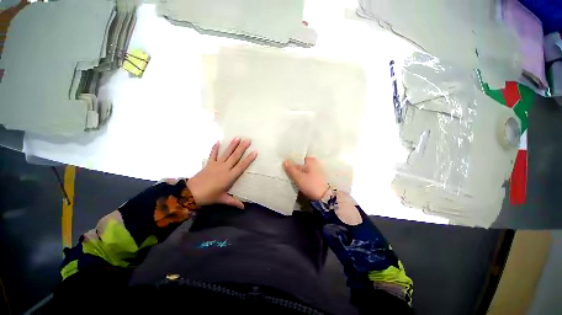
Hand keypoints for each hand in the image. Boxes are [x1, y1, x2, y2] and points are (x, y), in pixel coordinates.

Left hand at [187, 138, 256, 208]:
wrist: (191, 193)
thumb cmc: (209, 196)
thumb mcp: (222, 199)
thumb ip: (234, 202)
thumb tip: (243, 207)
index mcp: (230, 176)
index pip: (242, 166)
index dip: (249, 159)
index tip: (255, 152)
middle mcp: (225, 168)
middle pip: (235, 157)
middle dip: (242, 148)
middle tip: (248, 140)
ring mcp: (216, 165)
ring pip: (226, 153)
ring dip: (232, 145)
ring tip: (237, 137)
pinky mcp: (209, 164)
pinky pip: (212, 154)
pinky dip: (215, 148)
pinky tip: (218, 141)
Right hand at [283, 157, 328, 199]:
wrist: (323, 197)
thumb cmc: (310, 184)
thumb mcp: (298, 177)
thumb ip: (291, 169)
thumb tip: (284, 161)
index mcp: (311, 160)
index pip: (299, 158)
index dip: (292, 161)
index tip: (285, 165)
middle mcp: (315, 164)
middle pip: (301, 164)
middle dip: (294, 167)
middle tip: (285, 171)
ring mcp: (316, 171)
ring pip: (303, 170)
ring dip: (297, 173)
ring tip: (289, 176)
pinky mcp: (316, 179)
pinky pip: (306, 175)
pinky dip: (302, 177)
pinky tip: (296, 181)